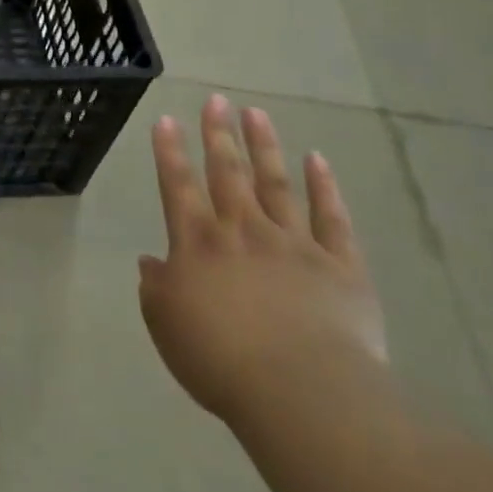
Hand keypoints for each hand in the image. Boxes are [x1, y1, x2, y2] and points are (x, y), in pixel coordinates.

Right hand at [138, 96, 387, 428]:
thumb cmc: (220, 360)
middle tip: (216, 99)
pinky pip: (331, 218)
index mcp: (198, 244)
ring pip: (276, 183)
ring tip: (255, 113)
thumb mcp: (166, 325)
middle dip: (218, 134)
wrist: (302, 392)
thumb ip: (156, 287)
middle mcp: (243, 231)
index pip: (178, 186)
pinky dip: (324, 187)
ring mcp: (294, 244)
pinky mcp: (341, 266)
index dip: (170, 152)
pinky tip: (317, 160)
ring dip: (264, 146)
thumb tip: (152, 261)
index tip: (167, 119)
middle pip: (227, 172)